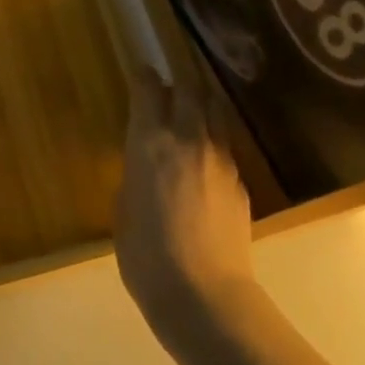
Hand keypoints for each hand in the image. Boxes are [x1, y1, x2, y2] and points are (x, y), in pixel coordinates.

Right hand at [115, 68, 259, 340]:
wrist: (203, 295)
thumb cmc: (146, 256)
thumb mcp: (124, 210)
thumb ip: (135, 176)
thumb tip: (146, 165)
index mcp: (150, 142)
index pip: (149, 90)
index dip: (144, 76)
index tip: (142, 70)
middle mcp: (188, 139)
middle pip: (190, 89)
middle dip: (180, 80)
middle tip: (170, 84)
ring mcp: (220, 159)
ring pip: (215, 114)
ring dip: (202, 106)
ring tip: (193, 113)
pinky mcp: (240, 182)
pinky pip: (225, 148)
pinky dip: (213, 143)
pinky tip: (205, 164)